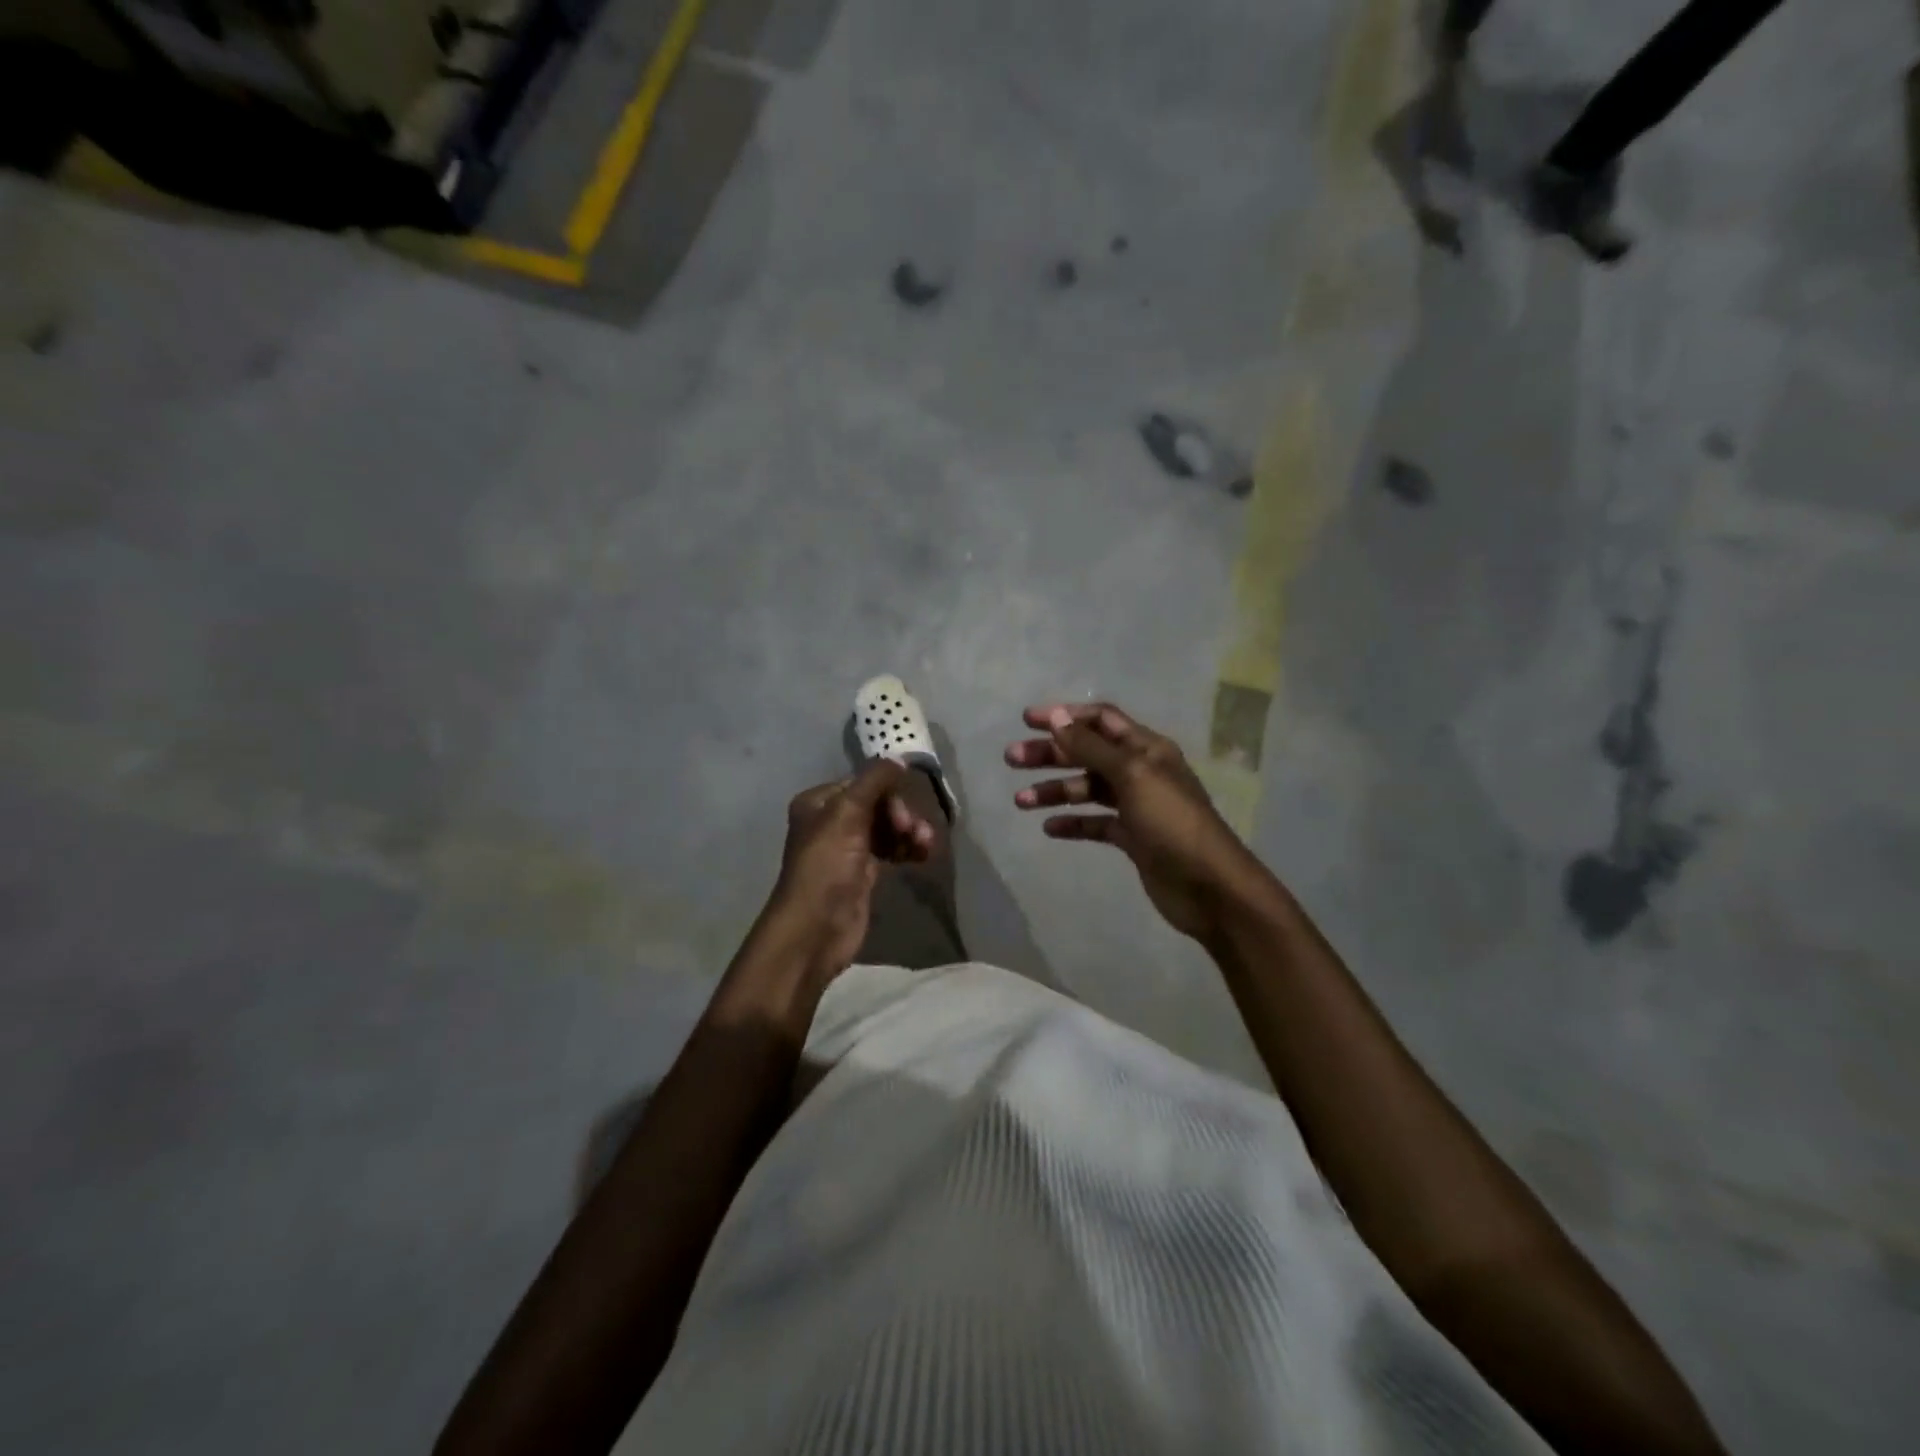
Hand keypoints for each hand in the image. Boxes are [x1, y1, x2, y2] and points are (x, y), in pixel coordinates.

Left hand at [758, 758, 936, 981]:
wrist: (816, 929)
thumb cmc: (827, 866)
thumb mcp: (847, 813)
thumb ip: (874, 780)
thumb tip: (900, 758)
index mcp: (819, 802)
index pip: (863, 783)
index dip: (888, 792)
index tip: (903, 811)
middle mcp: (831, 821)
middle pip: (879, 804)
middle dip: (902, 814)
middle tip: (913, 831)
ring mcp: (848, 848)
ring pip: (888, 827)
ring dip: (910, 832)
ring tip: (926, 845)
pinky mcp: (863, 873)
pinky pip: (892, 849)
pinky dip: (908, 849)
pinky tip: (924, 855)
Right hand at [1006, 703, 1257, 940]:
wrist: (1208, 886)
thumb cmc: (1171, 822)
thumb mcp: (1131, 775)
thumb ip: (1092, 748)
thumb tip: (1059, 717)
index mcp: (1146, 748)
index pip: (1101, 720)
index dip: (1065, 716)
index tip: (1027, 721)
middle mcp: (1140, 771)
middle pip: (1088, 753)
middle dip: (1050, 754)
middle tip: (1012, 759)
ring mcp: (1136, 806)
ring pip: (1087, 789)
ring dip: (1054, 791)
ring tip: (1021, 801)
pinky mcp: (1132, 838)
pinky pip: (1095, 823)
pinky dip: (1072, 823)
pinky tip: (1049, 829)